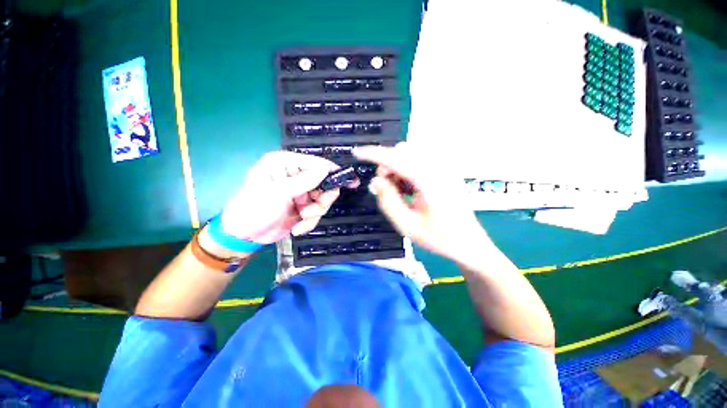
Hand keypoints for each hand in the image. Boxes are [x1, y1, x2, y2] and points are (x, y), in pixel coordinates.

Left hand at [217, 151, 356, 244]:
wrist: (244, 236)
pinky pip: (316, 212)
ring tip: (301, 219)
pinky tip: (297, 228)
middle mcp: (294, 175)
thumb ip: (304, 181)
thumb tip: (326, 170)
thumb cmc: (255, 208)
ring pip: (322, 200)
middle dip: (321, 200)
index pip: (314, 163)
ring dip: (314, 213)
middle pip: (323, 183)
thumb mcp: (279, 193)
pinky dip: (309, 222)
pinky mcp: (302, 207)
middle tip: (314, 210)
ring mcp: (300, 192)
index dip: (331, 171)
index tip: (349, 179)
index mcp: (284, 164)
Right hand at [353, 143, 488, 260]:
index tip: (357, 153)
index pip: (395, 158)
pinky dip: (408, 169)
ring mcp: (444, 167)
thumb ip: (388, 201)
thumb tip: (376, 181)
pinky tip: (410, 188)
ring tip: (400, 191)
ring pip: (411, 154)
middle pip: (403, 151)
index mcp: (429, 180)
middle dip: (387, 166)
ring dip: (397, 167)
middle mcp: (438, 167)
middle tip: (385, 188)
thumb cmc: (439, 238)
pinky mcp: (446, 171)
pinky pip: (420, 160)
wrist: (469, 242)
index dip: (374, 154)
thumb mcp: (407, 225)